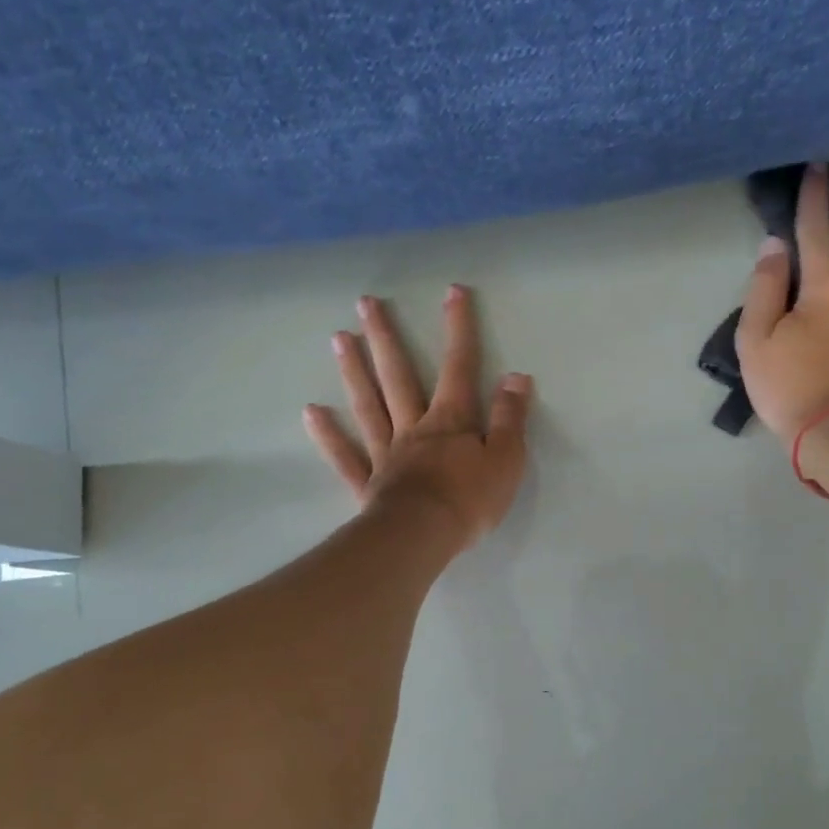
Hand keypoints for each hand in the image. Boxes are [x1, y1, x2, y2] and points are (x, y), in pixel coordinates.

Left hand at [305, 285, 531, 549]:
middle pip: (398, 377)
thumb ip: (509, 418)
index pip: (459, 367)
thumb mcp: (506, 459)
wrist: (423, 537)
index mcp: (451, 421)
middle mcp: (414, 428)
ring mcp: (387, 454)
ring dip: (354, 371)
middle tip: (365, 303)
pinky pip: (346, 456)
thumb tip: (515, 377)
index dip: (458, 329)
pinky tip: (312, 411)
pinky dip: (328, 435)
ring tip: (339, 337)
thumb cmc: (470, 500)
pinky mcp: (369, 484)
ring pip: (368, 406)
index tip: (452, 292)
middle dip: (386, 338)